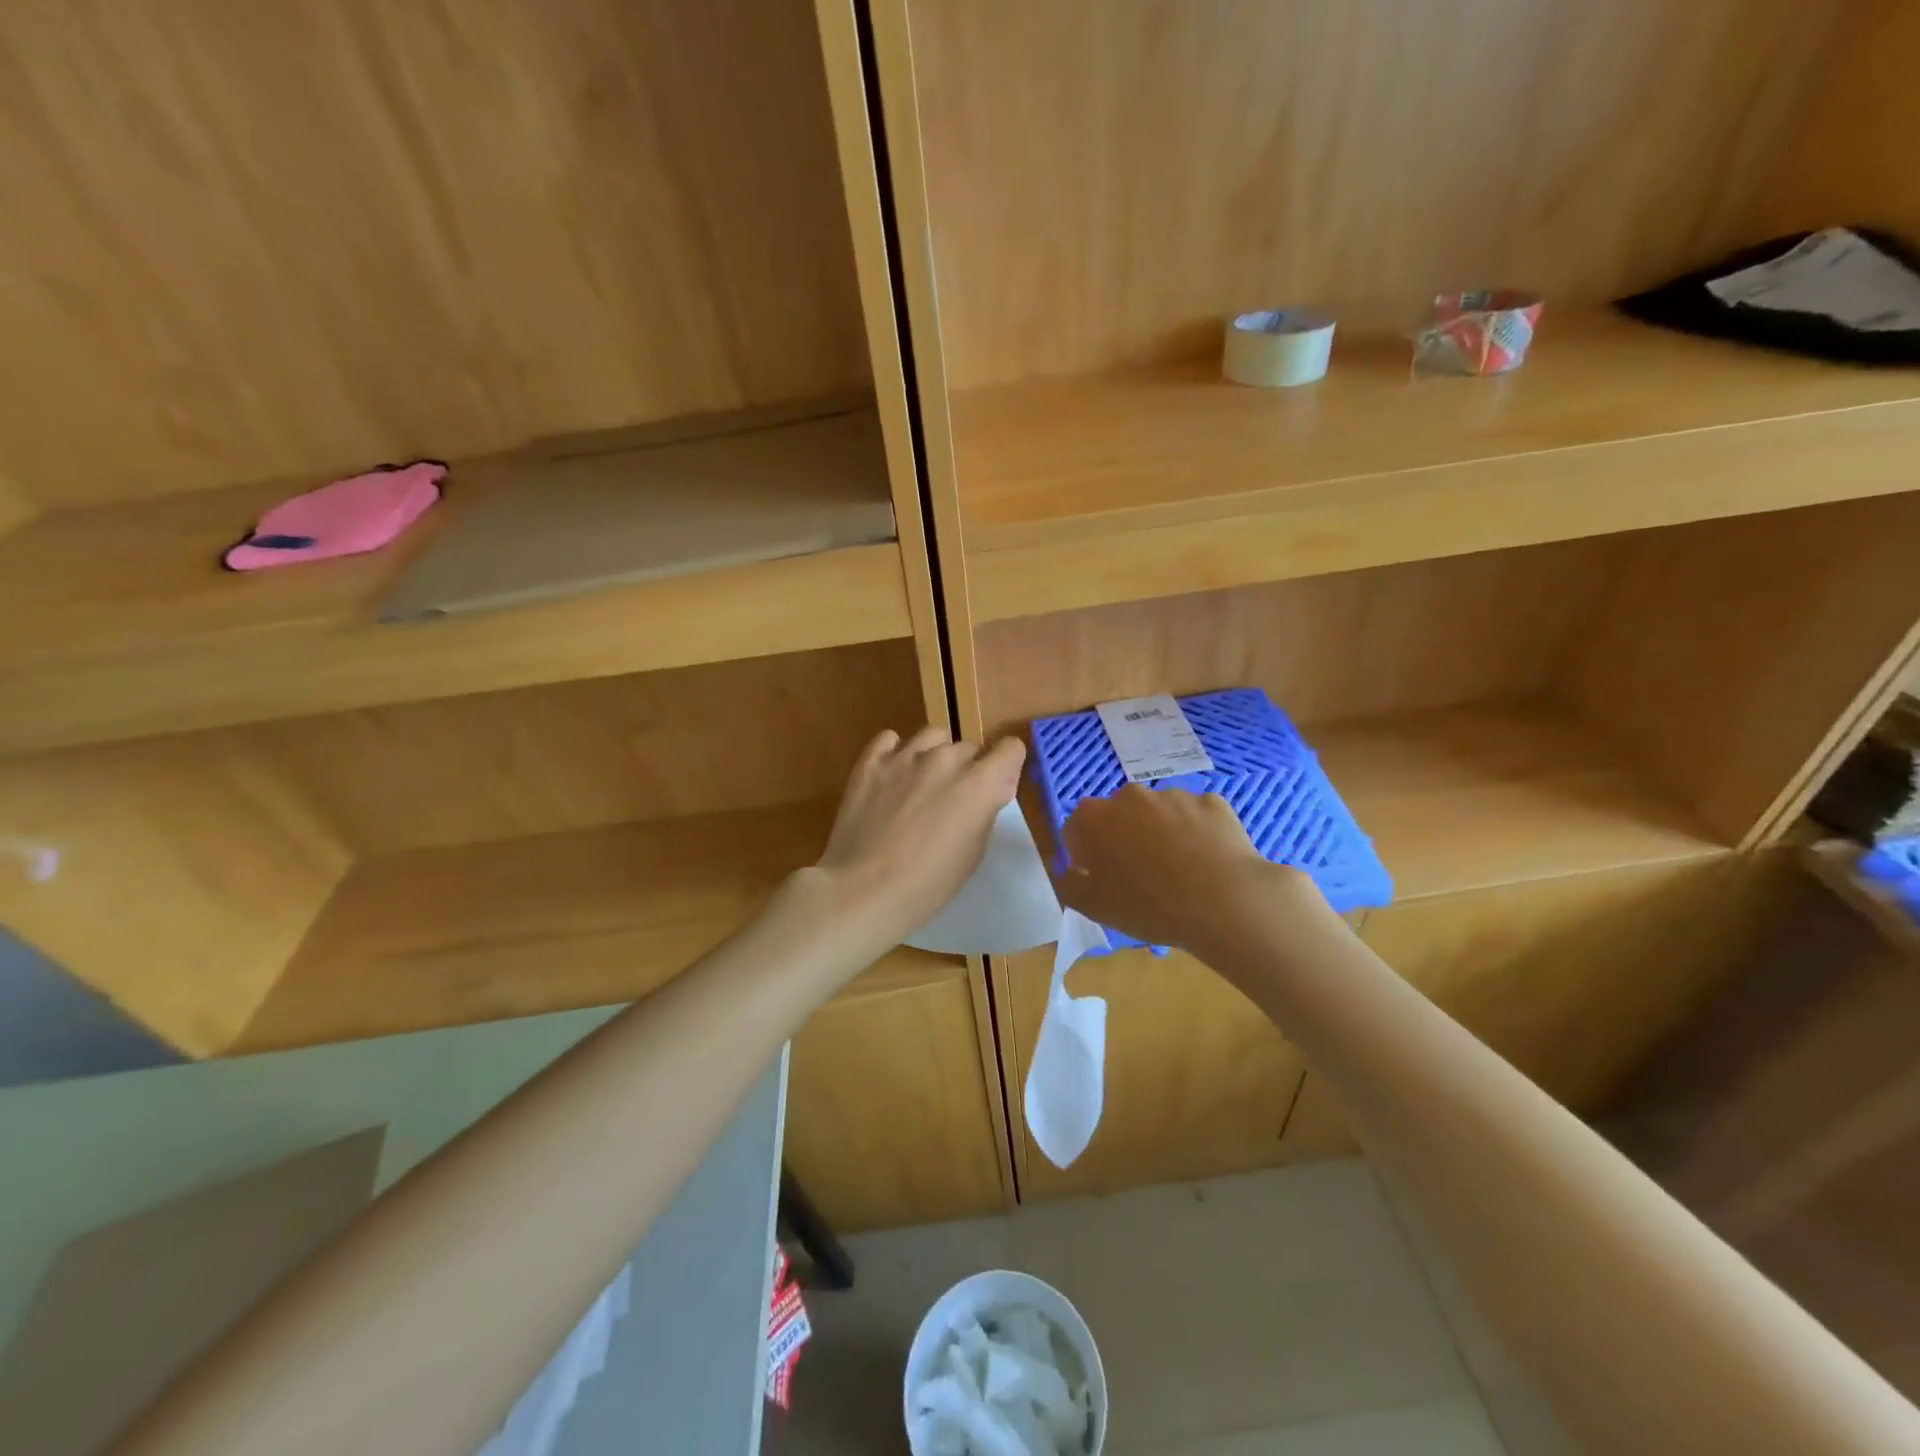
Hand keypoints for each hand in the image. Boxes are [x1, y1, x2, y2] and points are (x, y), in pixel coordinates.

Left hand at [809, 726, 1026, 957]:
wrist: (864, 890)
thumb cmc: (928, 884)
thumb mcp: (973, 852)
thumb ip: (985, 811)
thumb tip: (993, 788)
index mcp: (979, 783)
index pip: (1010, 749)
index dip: (1006, 767)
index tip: (995, 789)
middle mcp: (945, 759)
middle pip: (968, 748)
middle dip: (967, 769)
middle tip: (951, 802)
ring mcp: (905, 756)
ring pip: (933, 736)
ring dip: (935, 755)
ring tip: (920, 784)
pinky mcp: (870, 762)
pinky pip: (890, 739)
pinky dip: (896, 752)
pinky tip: (891, 775)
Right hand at [1056, 786, 1320, 954]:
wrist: (1224, 901)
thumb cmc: (1149, 906)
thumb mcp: (1093, 907)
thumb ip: (1069, 884)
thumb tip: (1070, 871)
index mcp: (1093, 818)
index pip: (1077, 829)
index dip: (1086, 855)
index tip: (1102, 879)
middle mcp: (1129, 796)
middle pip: (1118, 816)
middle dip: (1124, 838)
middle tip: (1141, 876)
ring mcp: (1173, 795)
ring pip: (1159, 813)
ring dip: (1161, 833)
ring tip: (1180, 872)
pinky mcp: (1211, 801)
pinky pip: (1196, 816)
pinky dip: (1197, 833)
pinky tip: (1207, 862)